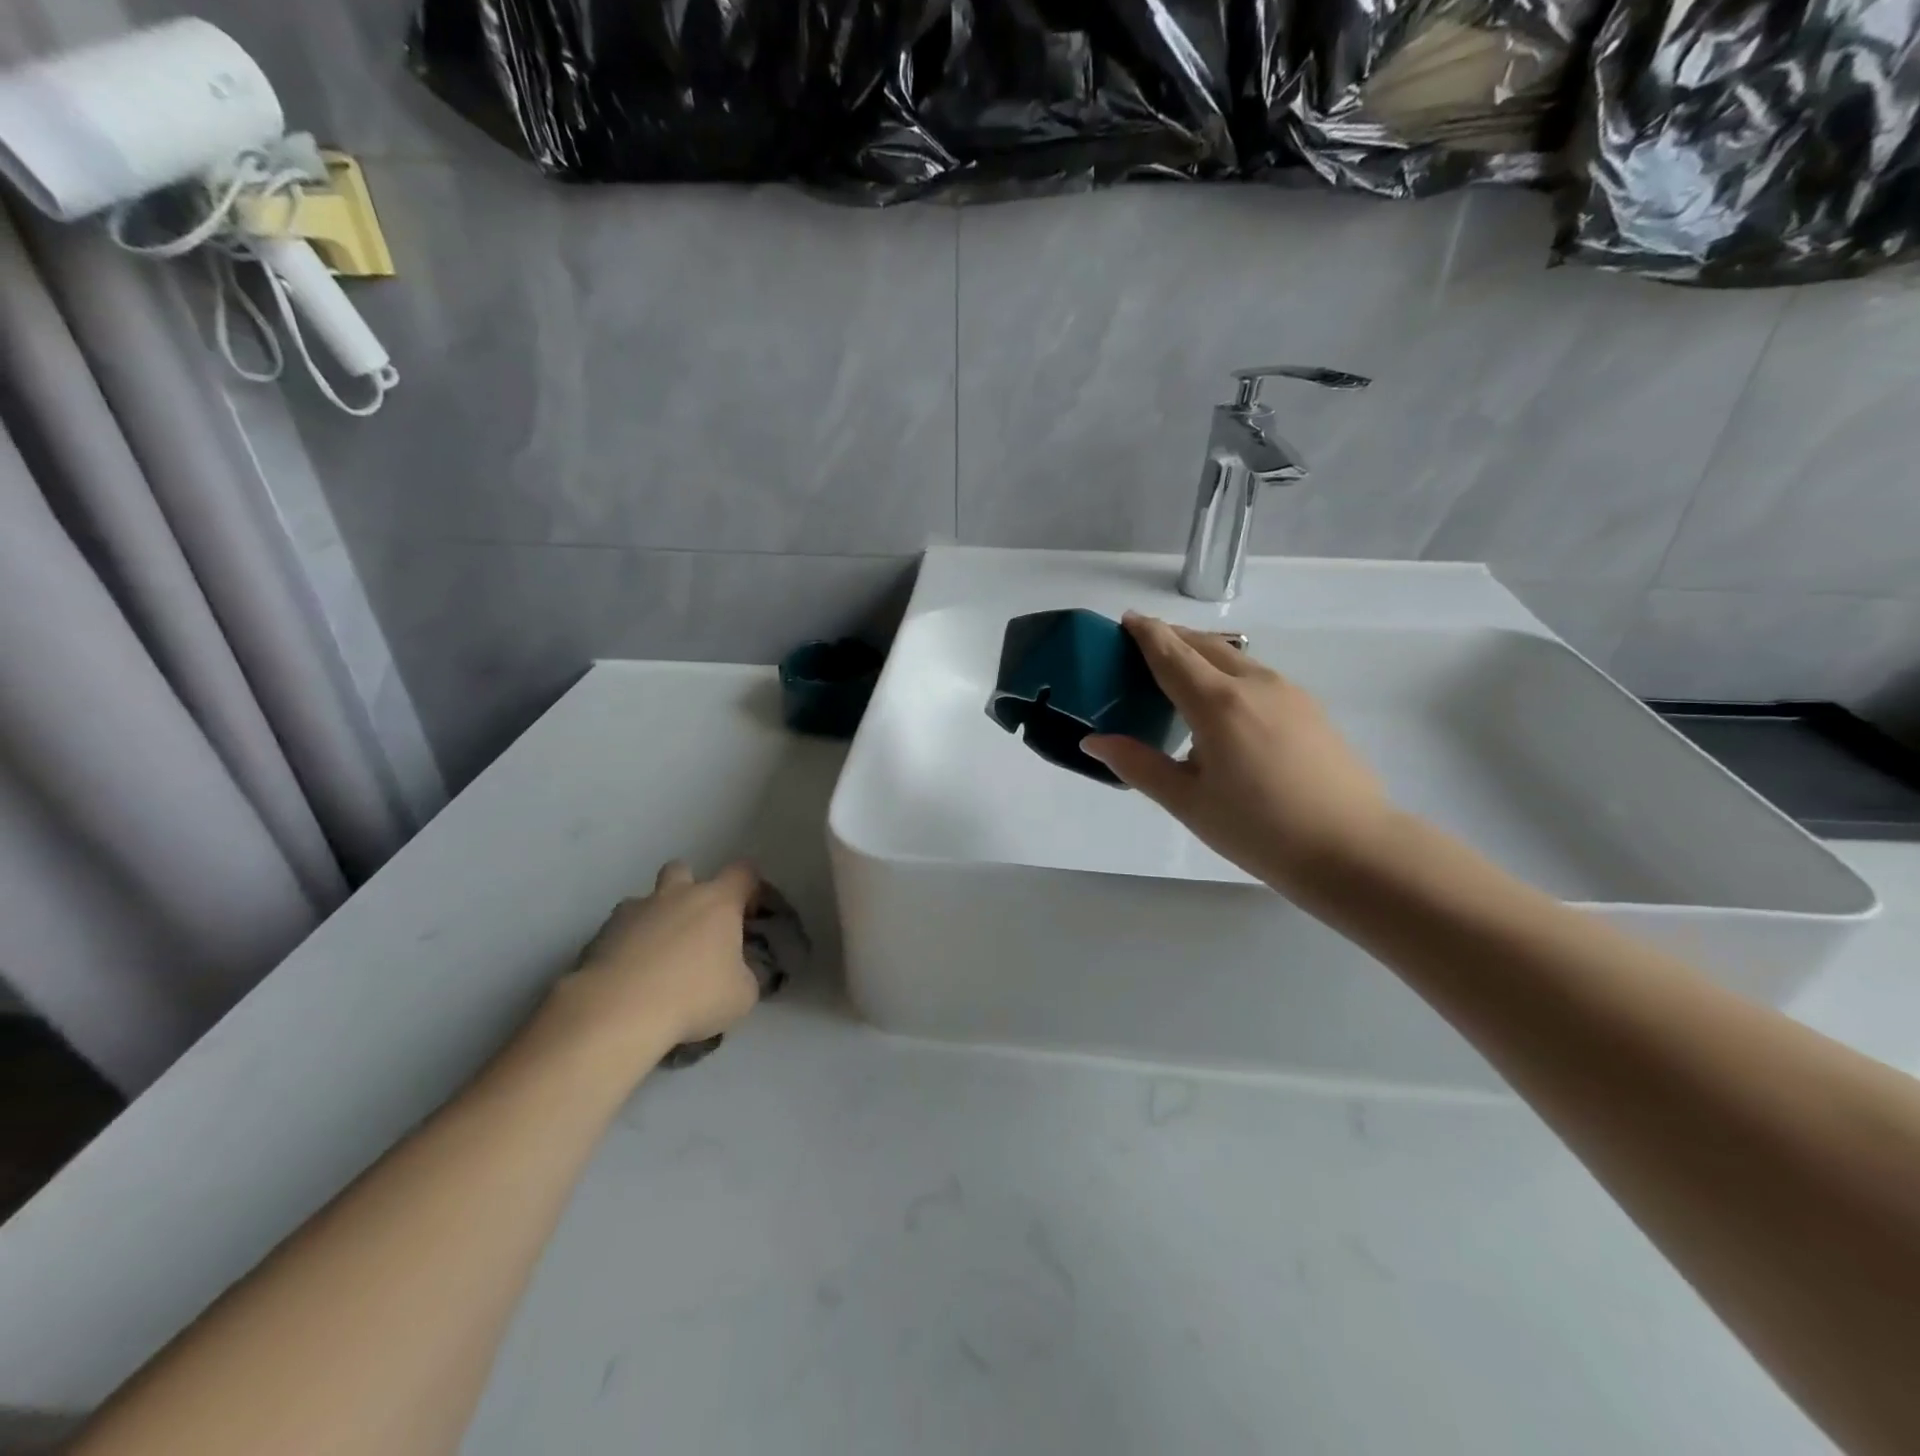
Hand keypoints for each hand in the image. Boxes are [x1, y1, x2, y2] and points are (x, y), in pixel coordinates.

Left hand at [554, 860, 763, 1066]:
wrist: (618, 1011)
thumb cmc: (693, 996)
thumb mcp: (742, 995)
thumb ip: (747, 975)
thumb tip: (741, 972)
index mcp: (718, 901)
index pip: (743, 873)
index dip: (750, 889)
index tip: (748, 916)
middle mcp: (677, 894)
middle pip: (684, 869)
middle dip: (689, 889)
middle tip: (694, 927)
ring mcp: (635, 910)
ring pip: (646, 899)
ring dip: (654, 917)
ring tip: (656, 956)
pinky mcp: (601, 932)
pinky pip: (620, 928)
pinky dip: (626, 943)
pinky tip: (629, 975)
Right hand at [1084, 614, 1392, 892]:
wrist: (1353, 849)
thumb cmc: (1260, 830)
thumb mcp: (1188, 802)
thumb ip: (1139, 765)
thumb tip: (1093, 741)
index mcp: (1218, 704)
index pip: (1172, 653)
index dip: (1147, 633)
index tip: (1126, 619)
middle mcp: (1254, 684)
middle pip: (1205, 645)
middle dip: (1173, 637)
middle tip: (1143, 644)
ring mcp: (1289, 692)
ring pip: (1236, 657)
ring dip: (1202, 654)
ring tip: (1179, 673)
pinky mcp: (1310, 708)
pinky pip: (1257, 675)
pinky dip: (1228, 673)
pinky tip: (1224, 706)